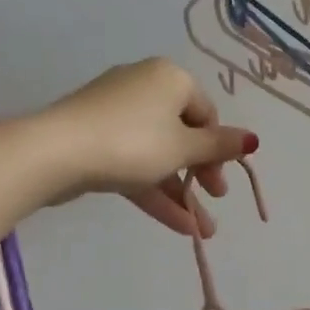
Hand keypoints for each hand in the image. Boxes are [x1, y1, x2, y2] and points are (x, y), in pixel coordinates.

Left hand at [38, 59, 256, 237]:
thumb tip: (253, 139)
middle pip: (182, 134)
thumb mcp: (184, 147)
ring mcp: (116, 114)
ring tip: (202, 230)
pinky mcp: (95, 139)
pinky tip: (178, 225)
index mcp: (170, 79)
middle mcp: (144, 88)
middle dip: (201, 174)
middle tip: (215, 199)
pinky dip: (154, 190)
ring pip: (158, 154)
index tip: (221, 180)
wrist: (56, 152)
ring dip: (181, 192)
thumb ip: (219, 146)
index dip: (219, 149)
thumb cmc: (133, 143)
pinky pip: (134, 163)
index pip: (206, 113)